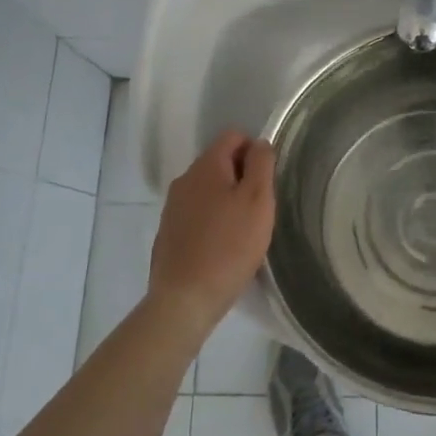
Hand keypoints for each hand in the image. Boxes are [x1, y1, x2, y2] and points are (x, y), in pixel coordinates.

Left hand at [148, 128, 276, 336]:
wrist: (184, 299)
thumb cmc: (229, 246)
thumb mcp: (258, 200)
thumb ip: (261, 164)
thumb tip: (259, 143)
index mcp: (206, 166)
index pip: (233, 136)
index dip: (255, 150)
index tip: (267, 180)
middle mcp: (185, 179)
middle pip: (219, 161)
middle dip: (242, 176)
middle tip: (259, 208)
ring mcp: (172, 206)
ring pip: (207, 189)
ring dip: (226, 199)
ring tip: (243, 230)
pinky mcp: (168, 232)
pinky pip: (196, 213)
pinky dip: (212, 220)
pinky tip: (222, 247)